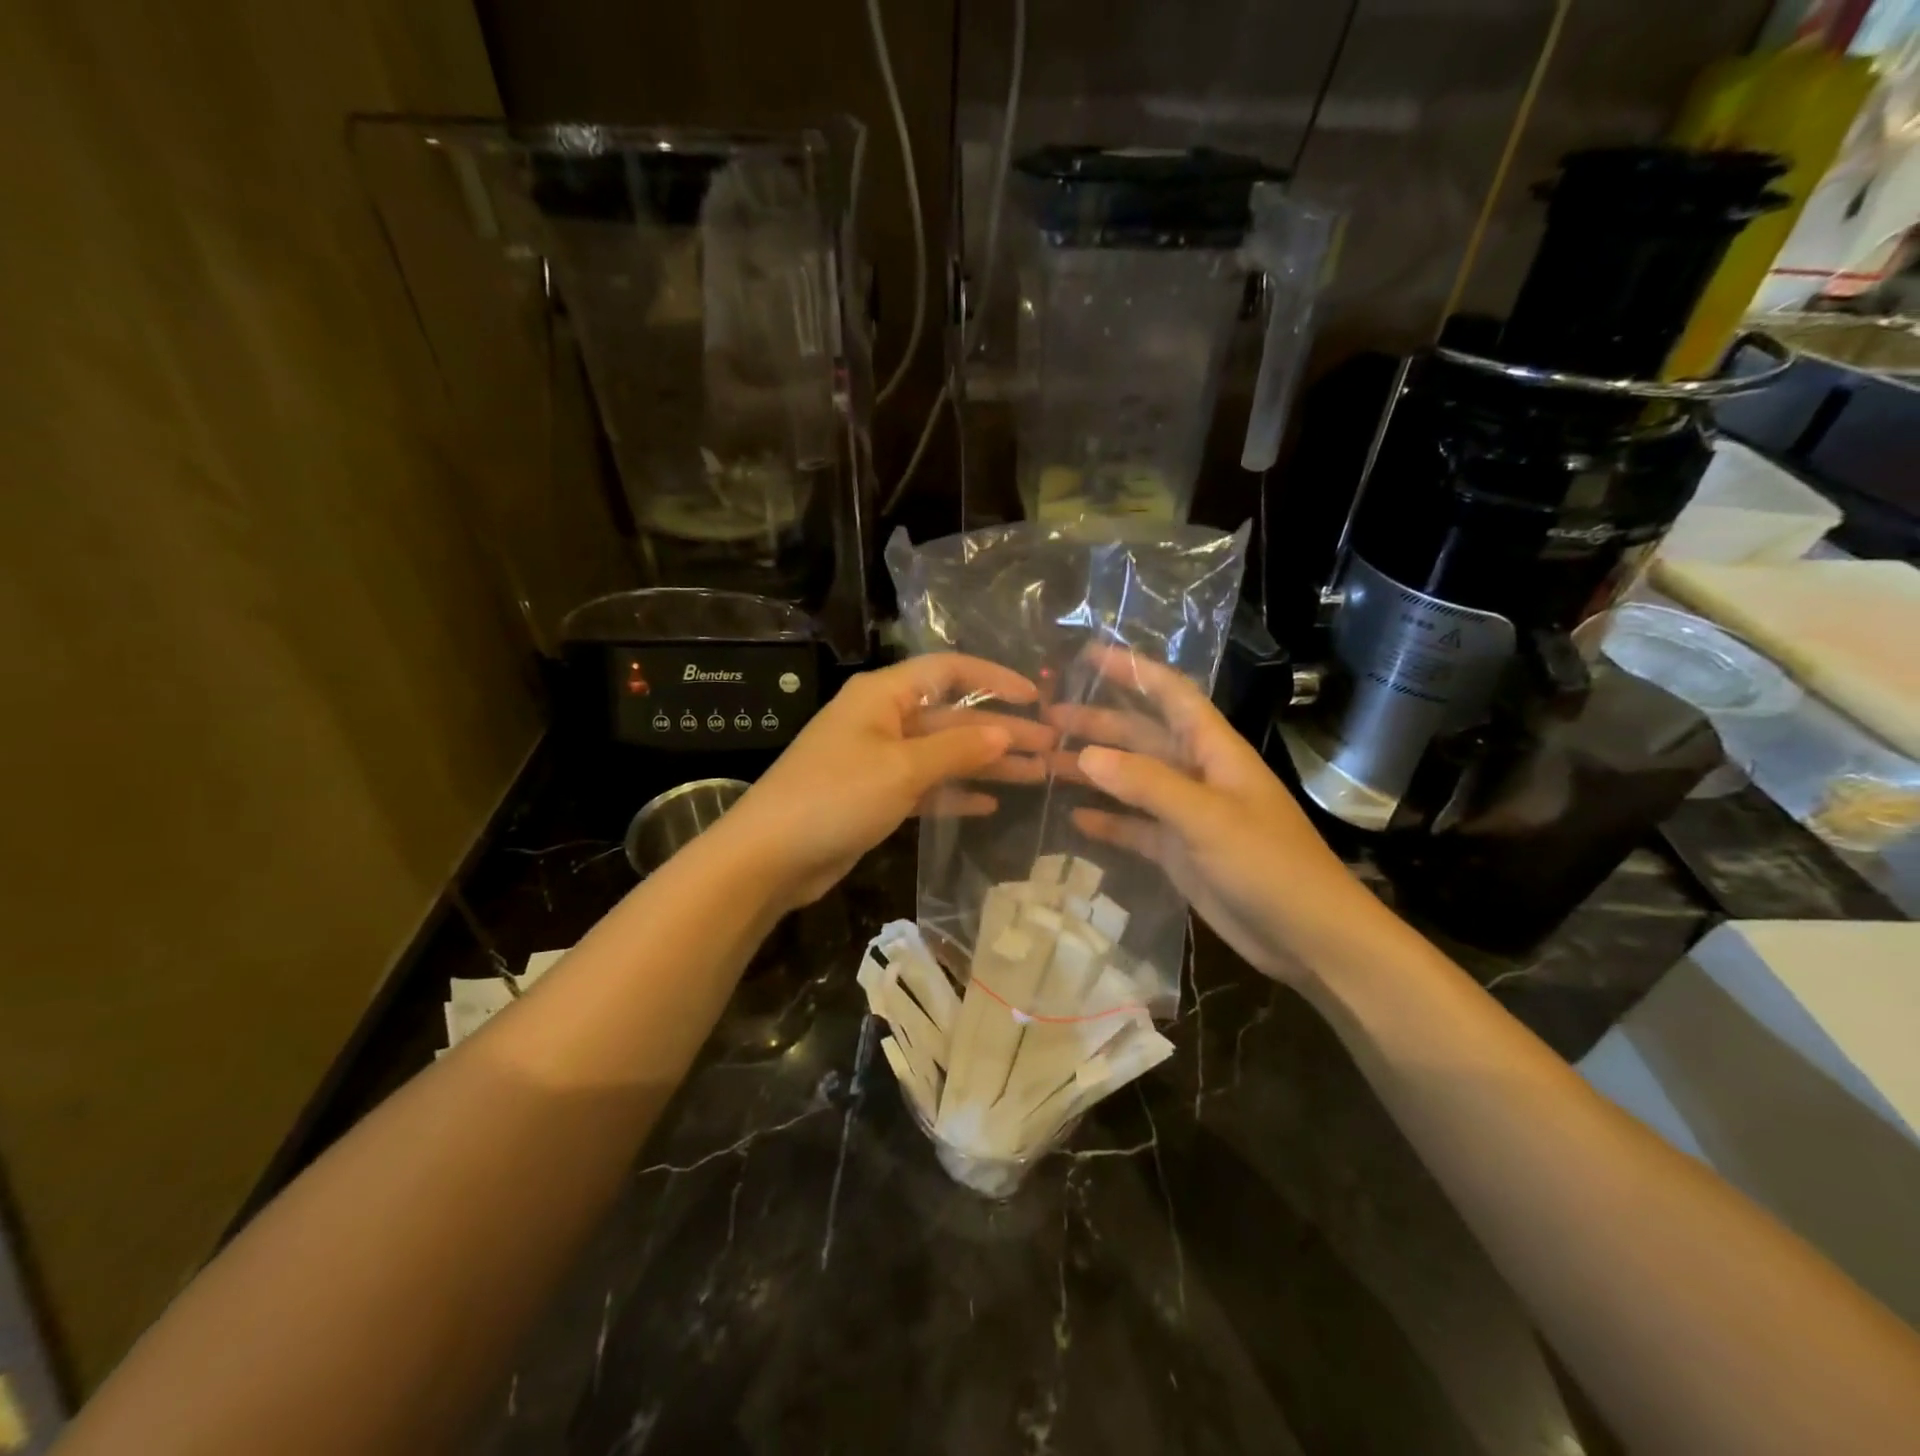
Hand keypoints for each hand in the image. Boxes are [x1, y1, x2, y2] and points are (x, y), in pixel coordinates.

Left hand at [714, 654, 1049, 910]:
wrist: (770, 857)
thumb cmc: (836, 797)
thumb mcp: (902, 768)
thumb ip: (957, 749)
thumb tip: (1006, 733)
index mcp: (884, 695)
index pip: (949, 671)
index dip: (995, 679)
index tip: (1037, 697)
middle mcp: (883, 719)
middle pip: (953, 717)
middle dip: (1002, 731)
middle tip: (1053, 747)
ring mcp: (879, 759)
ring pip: (944, 754)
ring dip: (987, 764)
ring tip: (1038, 775)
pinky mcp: (876, 796)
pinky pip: (927, 786)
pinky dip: (956, 792)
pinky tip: (991, 803)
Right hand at [1062, 647, 1382, 984]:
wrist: (1308, 938)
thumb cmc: (1268, 864)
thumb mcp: (1207, 818)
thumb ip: (1147, 784)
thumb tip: (1086, 753)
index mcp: (1214, 750)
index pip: (1171, 694)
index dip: (1133, 670)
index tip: (1088, 654)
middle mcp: (1197, 774)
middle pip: (1141, 736)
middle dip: (1098, 723)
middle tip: (1047, 718)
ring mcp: (1187, 815)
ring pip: (1132, 782)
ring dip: (1094, 771)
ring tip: (1046, 762)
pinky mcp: (1179, 852)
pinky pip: (1134, 827)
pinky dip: (1107, 821)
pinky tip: (1074, 818)